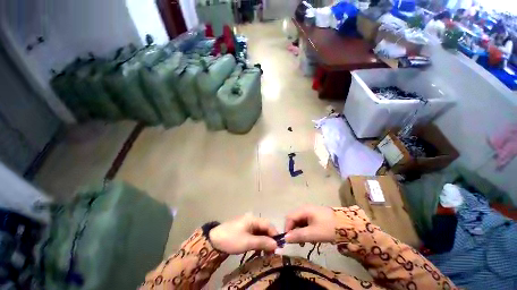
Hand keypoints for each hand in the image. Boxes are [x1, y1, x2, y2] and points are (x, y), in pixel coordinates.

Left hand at [209, 213, 278, 253]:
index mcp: (253, 219)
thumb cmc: (232, 239)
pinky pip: (255, 235)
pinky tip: (258, 251)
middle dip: (269, 240)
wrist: (214, 240)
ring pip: (260, 232)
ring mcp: (248, 225)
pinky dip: (258, 242)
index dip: (274, 234)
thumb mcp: (247, 242)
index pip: (268, 224)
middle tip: (272, 253)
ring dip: (264, 242)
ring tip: (266, 254)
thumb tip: (276, 244)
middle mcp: (252, 220)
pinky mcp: (244, 230)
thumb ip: (262, 242)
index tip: (278, 247)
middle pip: (265, 228)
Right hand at [284, 205, 335, 243]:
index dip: (287, 229)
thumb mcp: (313, 233)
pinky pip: (305, 222)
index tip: (289, 241)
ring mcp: (310, 211)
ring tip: (305, 242)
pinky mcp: (315, 216)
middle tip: (298, 243)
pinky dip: (305, 230)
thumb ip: (298, 235)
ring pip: (299, 221)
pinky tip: (311, 238)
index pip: (289, 217)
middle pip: (293, 219)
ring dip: (300, 232)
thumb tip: (285, 238)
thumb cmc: (328, 228)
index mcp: (303, 210)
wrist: (347, 225)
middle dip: (293, 231)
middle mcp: (304, 208)